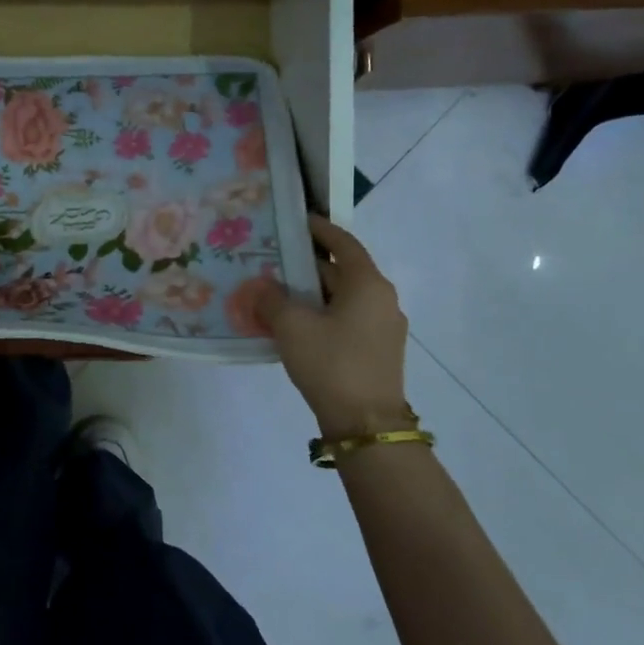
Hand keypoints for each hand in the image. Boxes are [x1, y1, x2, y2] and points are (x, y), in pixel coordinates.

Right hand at [256, 216, 408, 438]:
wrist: (366, 424)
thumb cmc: (332, 363)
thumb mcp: (292, 326)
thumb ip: (271, 299)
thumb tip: (261, 287)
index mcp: (368, 284)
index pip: (343, 243)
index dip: (318, 229)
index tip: (294, 220)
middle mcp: (381, 299)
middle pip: (341, 270)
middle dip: (306, 264)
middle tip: (271, 258)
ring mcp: (382, 327)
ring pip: (342, 297)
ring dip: (311, 292)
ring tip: (275, 291)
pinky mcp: (376, 350)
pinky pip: (345, 319)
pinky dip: (321, 313)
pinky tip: (294, 324)